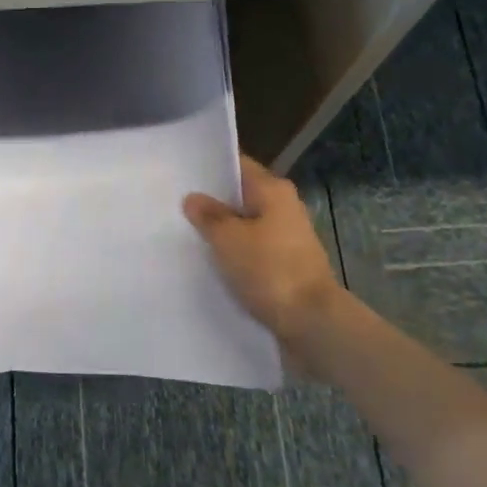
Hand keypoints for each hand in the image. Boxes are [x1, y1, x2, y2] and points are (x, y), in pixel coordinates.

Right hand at [184, 156, 344, 353]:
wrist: (312, 322)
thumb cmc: (269, 270)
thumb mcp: (229, 239)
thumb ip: (208, 216)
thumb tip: (193, 198)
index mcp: (273, 190)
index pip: (237, 165)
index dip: (209, 167)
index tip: (181, 173)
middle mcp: (284, 206)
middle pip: (241, 195)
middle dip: (212, 201)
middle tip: (175, 205)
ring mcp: (287, 236)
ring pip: (246, 224)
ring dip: (222, 230)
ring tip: (186, 234)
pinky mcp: (286, 263)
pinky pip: (253, 248)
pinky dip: (234, 252)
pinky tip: (210, 261)